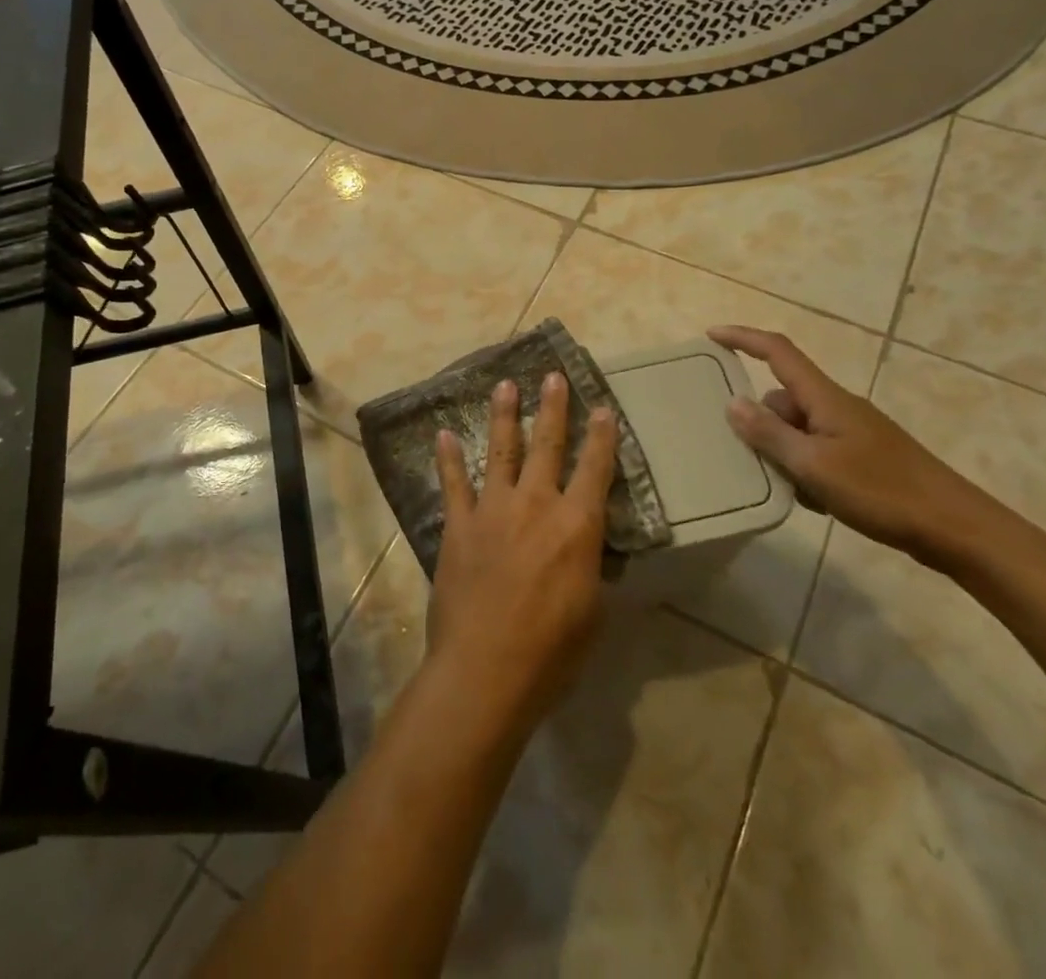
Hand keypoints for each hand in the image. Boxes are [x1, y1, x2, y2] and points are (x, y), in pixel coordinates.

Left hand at [429, 372, 618, 735]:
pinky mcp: (459, 525)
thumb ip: (589, 569)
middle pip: (548, 445)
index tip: (602, 407)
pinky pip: (453, 483)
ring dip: (504, 415)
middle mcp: (536, 505)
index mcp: (576, 526)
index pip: (596, 470)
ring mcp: (493, 510)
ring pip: (502, 451)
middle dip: (553, 408)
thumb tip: (587, 548)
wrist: (485, 670)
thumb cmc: (551, 652)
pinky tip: (443, 435)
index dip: (602, 437)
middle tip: (553, 376)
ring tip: (505, 385)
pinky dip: (448, 458)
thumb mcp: (592, 612)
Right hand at [708, 326, 1002, 570]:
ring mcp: (852, 433)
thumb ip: (770, 434)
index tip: (710, 335)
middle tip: (739, 451)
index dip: (743, 338)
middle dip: (759, 421)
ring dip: (781, 451)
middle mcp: (836, 407)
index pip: (777, 352)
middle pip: (782, 398)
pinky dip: (804, 469)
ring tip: (780, 485)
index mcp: (825, 398)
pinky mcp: (863, 458)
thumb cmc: (882, 491)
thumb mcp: (814, 465)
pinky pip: (816, 451)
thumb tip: (733, 402)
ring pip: (798, 430)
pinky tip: (811, 500)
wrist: (955, 528)